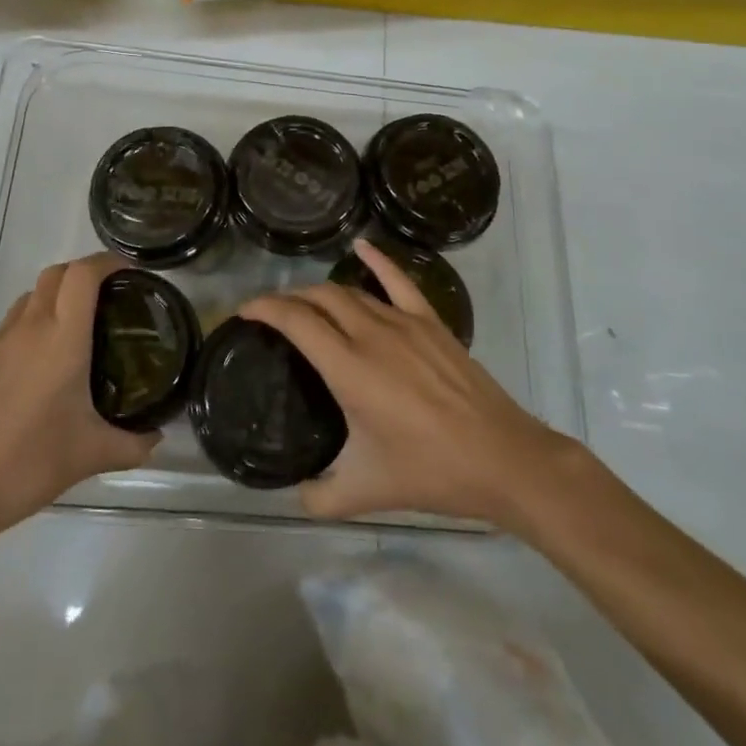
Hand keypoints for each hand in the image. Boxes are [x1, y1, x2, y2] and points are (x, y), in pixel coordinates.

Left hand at [0, 254, 158, 545]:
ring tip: (79, 328)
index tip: (130, 272)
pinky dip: (34, 324)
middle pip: (56, 273)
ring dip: (57, 296)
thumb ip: (132, 444)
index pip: (83, 274)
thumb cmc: (28, 463)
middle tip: (110, 297)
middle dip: (84, 273)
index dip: (108, 262)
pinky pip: (13, 324)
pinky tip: (44, 364)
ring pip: (31, 296)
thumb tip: (157, 437)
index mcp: (62, 337)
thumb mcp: (91, 455)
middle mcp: (29, 327)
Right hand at [240, 240, 577, 528]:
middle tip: (272, 312)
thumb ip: (319, 497)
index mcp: (349, 368)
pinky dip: (376, 260)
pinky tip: (360, 247)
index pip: (296, 321)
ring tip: (305, 301)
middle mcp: (371, 334)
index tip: (244, 311)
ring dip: (322, 291)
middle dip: (289, 298)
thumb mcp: (365, 493)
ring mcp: (404, 323)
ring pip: (352, 292)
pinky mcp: (431, 322)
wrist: (500, 458)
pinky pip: (399, 280)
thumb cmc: (430, 472)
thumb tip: (295, 495)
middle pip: (320, 298)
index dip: (265, 308)